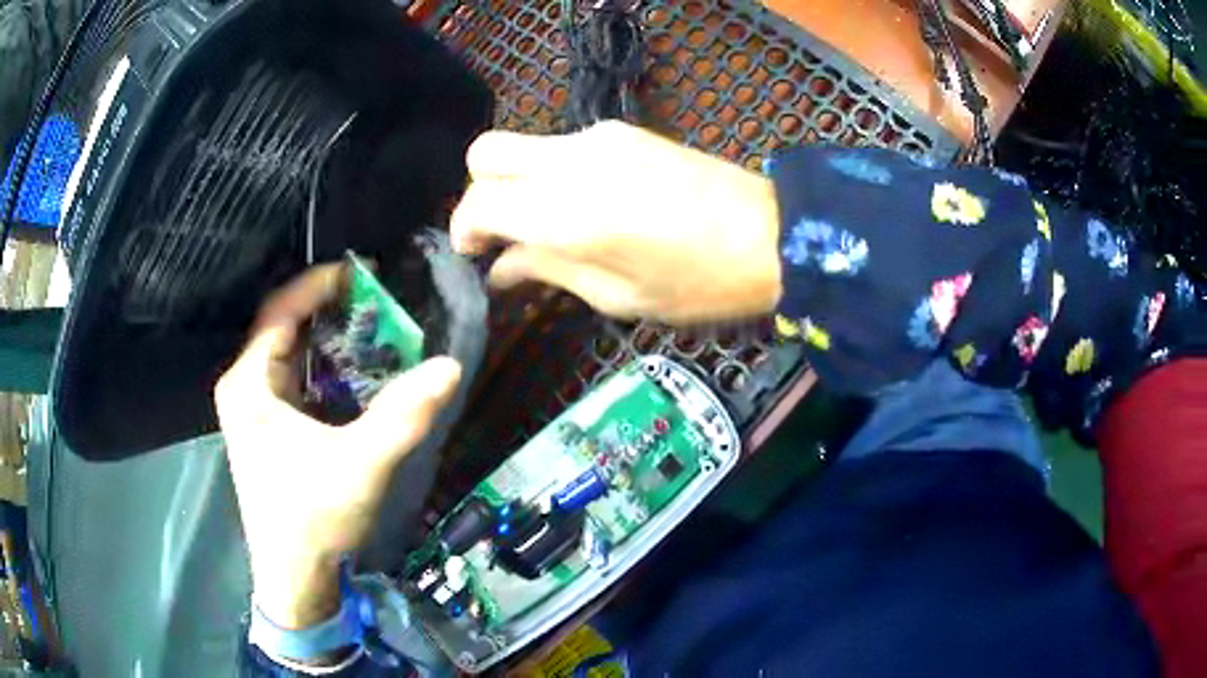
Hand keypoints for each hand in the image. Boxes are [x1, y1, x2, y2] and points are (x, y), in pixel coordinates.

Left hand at [214, 264, 461, 629]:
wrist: (295, 578)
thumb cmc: (312, 520)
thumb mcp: (358, 466)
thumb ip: (402, 416)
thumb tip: (450, 368)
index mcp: (248, 384)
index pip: (280, 311)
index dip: (320, 286)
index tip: (364, 274)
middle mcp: (245, 388)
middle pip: (285, 328)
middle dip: (329, 311)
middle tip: (378, 302)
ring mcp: (254, 410)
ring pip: (291, 355)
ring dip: (329, 340)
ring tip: (374, 329)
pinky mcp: (269, 430)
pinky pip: (295, 380)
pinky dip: (325, 368)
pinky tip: (356, 374)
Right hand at [451, 121, 782, 323]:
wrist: (772, 234)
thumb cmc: (698, 283)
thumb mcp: (618, 296)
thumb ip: (548, 271)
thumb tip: (500, 269)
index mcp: (566, 211)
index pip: (479, 200)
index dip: (464, 229)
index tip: (474, 256)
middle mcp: (571, 161)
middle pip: (486, 152)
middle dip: (477, 192)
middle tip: (500, 233)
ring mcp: (599, 138)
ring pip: (523, 145)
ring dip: (516, 182)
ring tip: (544, 227)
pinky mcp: (624, 131)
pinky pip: (561, 146)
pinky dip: (549, 172)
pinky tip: (581, 206)